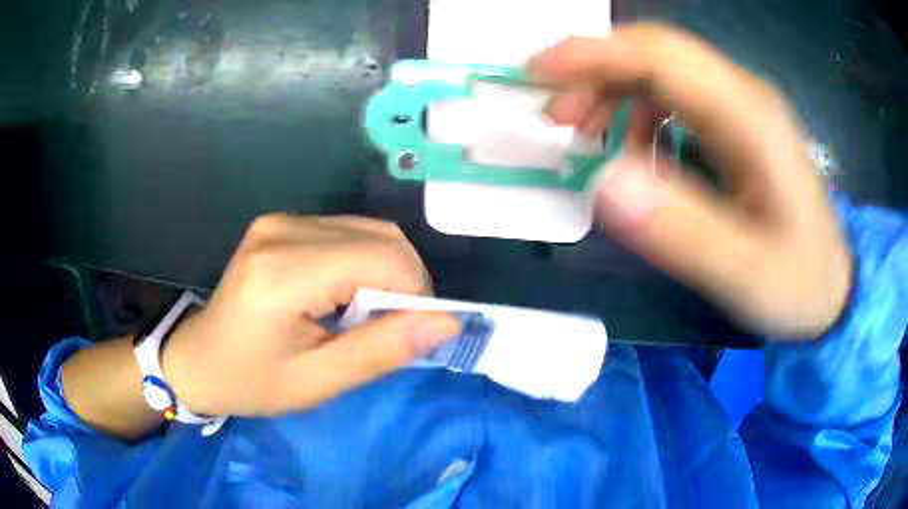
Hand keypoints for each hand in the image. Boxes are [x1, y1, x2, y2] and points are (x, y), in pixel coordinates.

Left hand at [162, 215, 458, 416]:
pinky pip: (347, 231)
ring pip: (369, 230)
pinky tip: (343, 295)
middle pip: (381, 237)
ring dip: (386, 272)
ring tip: (362, 315)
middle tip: (388, 329)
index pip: (381, 259)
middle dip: (405, 282)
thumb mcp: (317, 382)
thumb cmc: (251, 381)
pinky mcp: (281, 222)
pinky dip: (364, 262)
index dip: (415, 293)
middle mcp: (283, 230)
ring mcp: (280, 220)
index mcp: (283, 274)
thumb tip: (446, 322)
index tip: (411, 333)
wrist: (198, 360)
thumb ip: (381, 350)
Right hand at [528, 24, 851, 337]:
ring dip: (613, 91)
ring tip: (586, 136)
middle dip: (595, 72)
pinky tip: (633, 152)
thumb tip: (604, 184)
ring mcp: (740, 108)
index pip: (662, 56)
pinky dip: (637, 113)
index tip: (537, 73)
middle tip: (557, 118)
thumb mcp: (746, 275)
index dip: (594, 54)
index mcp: (750, 119)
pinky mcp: (736, 125)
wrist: (832, 287)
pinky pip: (675, 98)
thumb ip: (683, 231)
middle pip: (656, 53)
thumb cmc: (798, 283)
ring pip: (661, 71)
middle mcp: (744, 97)